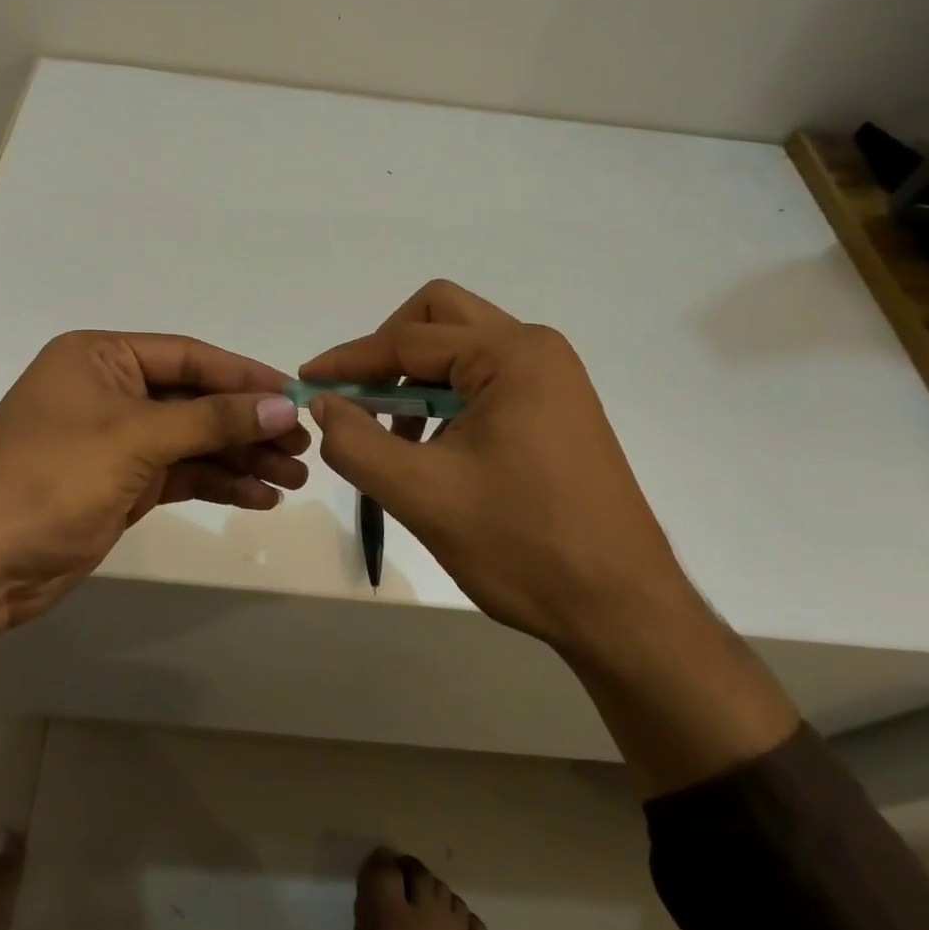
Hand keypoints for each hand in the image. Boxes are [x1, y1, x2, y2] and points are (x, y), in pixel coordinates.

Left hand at [0, 331, 307, 677]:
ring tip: (293, 479)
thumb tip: (283, 405)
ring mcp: (115, 441)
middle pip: (195, 401)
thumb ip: (212, 420)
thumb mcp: (135, 438)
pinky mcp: (120, 485)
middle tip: (303, 447)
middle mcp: (109, 391)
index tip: (296, 397)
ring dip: (240, 458)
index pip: (189, 357)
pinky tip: (259, 497)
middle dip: (248, 424)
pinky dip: (217, 484)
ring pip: (193, 441)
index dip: (245, 377)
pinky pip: (180, 475)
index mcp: (100, 357)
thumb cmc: (50, 478)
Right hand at [306, 281, 798, 794]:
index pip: (408, 340)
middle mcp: (536, 350)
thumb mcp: (421, 495)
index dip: (349, 360)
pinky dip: (444, 401)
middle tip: (356, 398)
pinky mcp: (556, 409)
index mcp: (512, 355)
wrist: (622, 611)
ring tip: (389, 438)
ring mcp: (553, 379)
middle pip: (439, 318)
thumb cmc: (522, 546)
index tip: (306, 381)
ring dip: (415, 381)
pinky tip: (429, 451)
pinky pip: (484, 381)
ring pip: (461, 350)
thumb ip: (356, 442)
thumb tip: (322, 404)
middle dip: (388, 352)